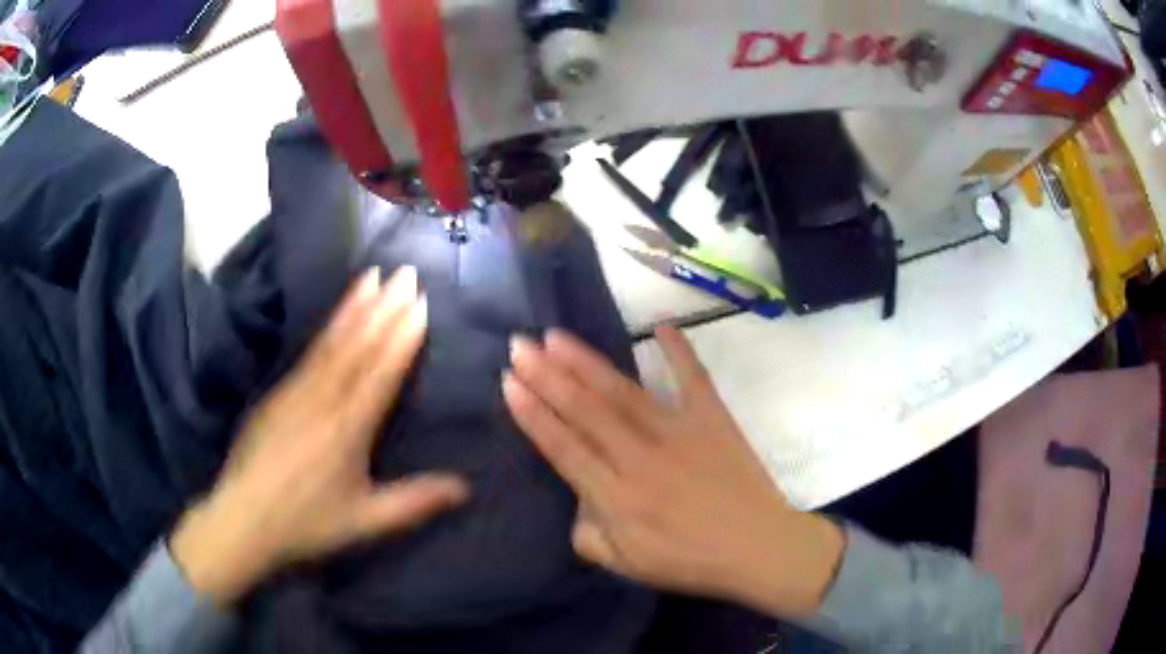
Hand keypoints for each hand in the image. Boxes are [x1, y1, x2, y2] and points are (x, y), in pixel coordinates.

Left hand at [171, 267, 468, 604]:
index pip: (380, 372)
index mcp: (347, 429)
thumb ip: (414, 501)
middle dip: (383, 307)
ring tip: (371, 276)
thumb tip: (465, 487)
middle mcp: (322, 399)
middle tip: (404, 273)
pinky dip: (327, 327)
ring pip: (330, 341)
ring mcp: (295, 391)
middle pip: (357, 345)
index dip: (402, 337)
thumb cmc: (307, 522)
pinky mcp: (277, 393)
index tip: (421, 303)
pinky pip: (308, 352)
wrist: (243, 519)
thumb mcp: (365, 521)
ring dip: (354, 306)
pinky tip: (335, 316)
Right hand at [502, 327, 843, 618]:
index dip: (533, 414)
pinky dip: (679, 350)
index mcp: (617, 497)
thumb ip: (589, 535)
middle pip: (585, 411)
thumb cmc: (690, 561)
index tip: (508, 382)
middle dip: (546, 376)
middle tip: (519, 345)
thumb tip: (576, 500)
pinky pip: (693, 378)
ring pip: (623, 391)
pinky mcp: (712, 419)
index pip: (564, 448)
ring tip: (556, 336)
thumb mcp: (627, 566)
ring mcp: (679, 433)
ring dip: (586, 362)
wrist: (758, 548)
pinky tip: (662, 324)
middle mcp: (640, 458)